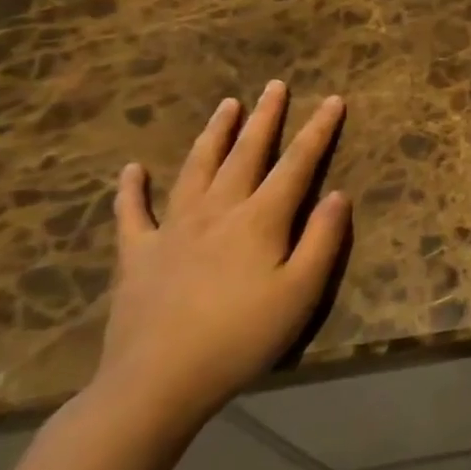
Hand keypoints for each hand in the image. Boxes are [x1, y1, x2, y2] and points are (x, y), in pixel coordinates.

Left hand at [97, 82, 351, 432]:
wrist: (156, 384)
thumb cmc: (241, 338)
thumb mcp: (301, 292)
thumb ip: (323, 239)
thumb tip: (339, 194)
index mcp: (261, 219)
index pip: (297, 163)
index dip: (318, 130)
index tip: (333, 99)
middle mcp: (218, 210)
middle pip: (246, 153)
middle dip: (265, 117)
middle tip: (275, 85)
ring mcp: (173, 229)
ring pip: (196, 168)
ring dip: (214, 134)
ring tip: (226, 105)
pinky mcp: (138, 255)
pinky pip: (132, 213)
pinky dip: (131, 189)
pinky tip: (132, 169)